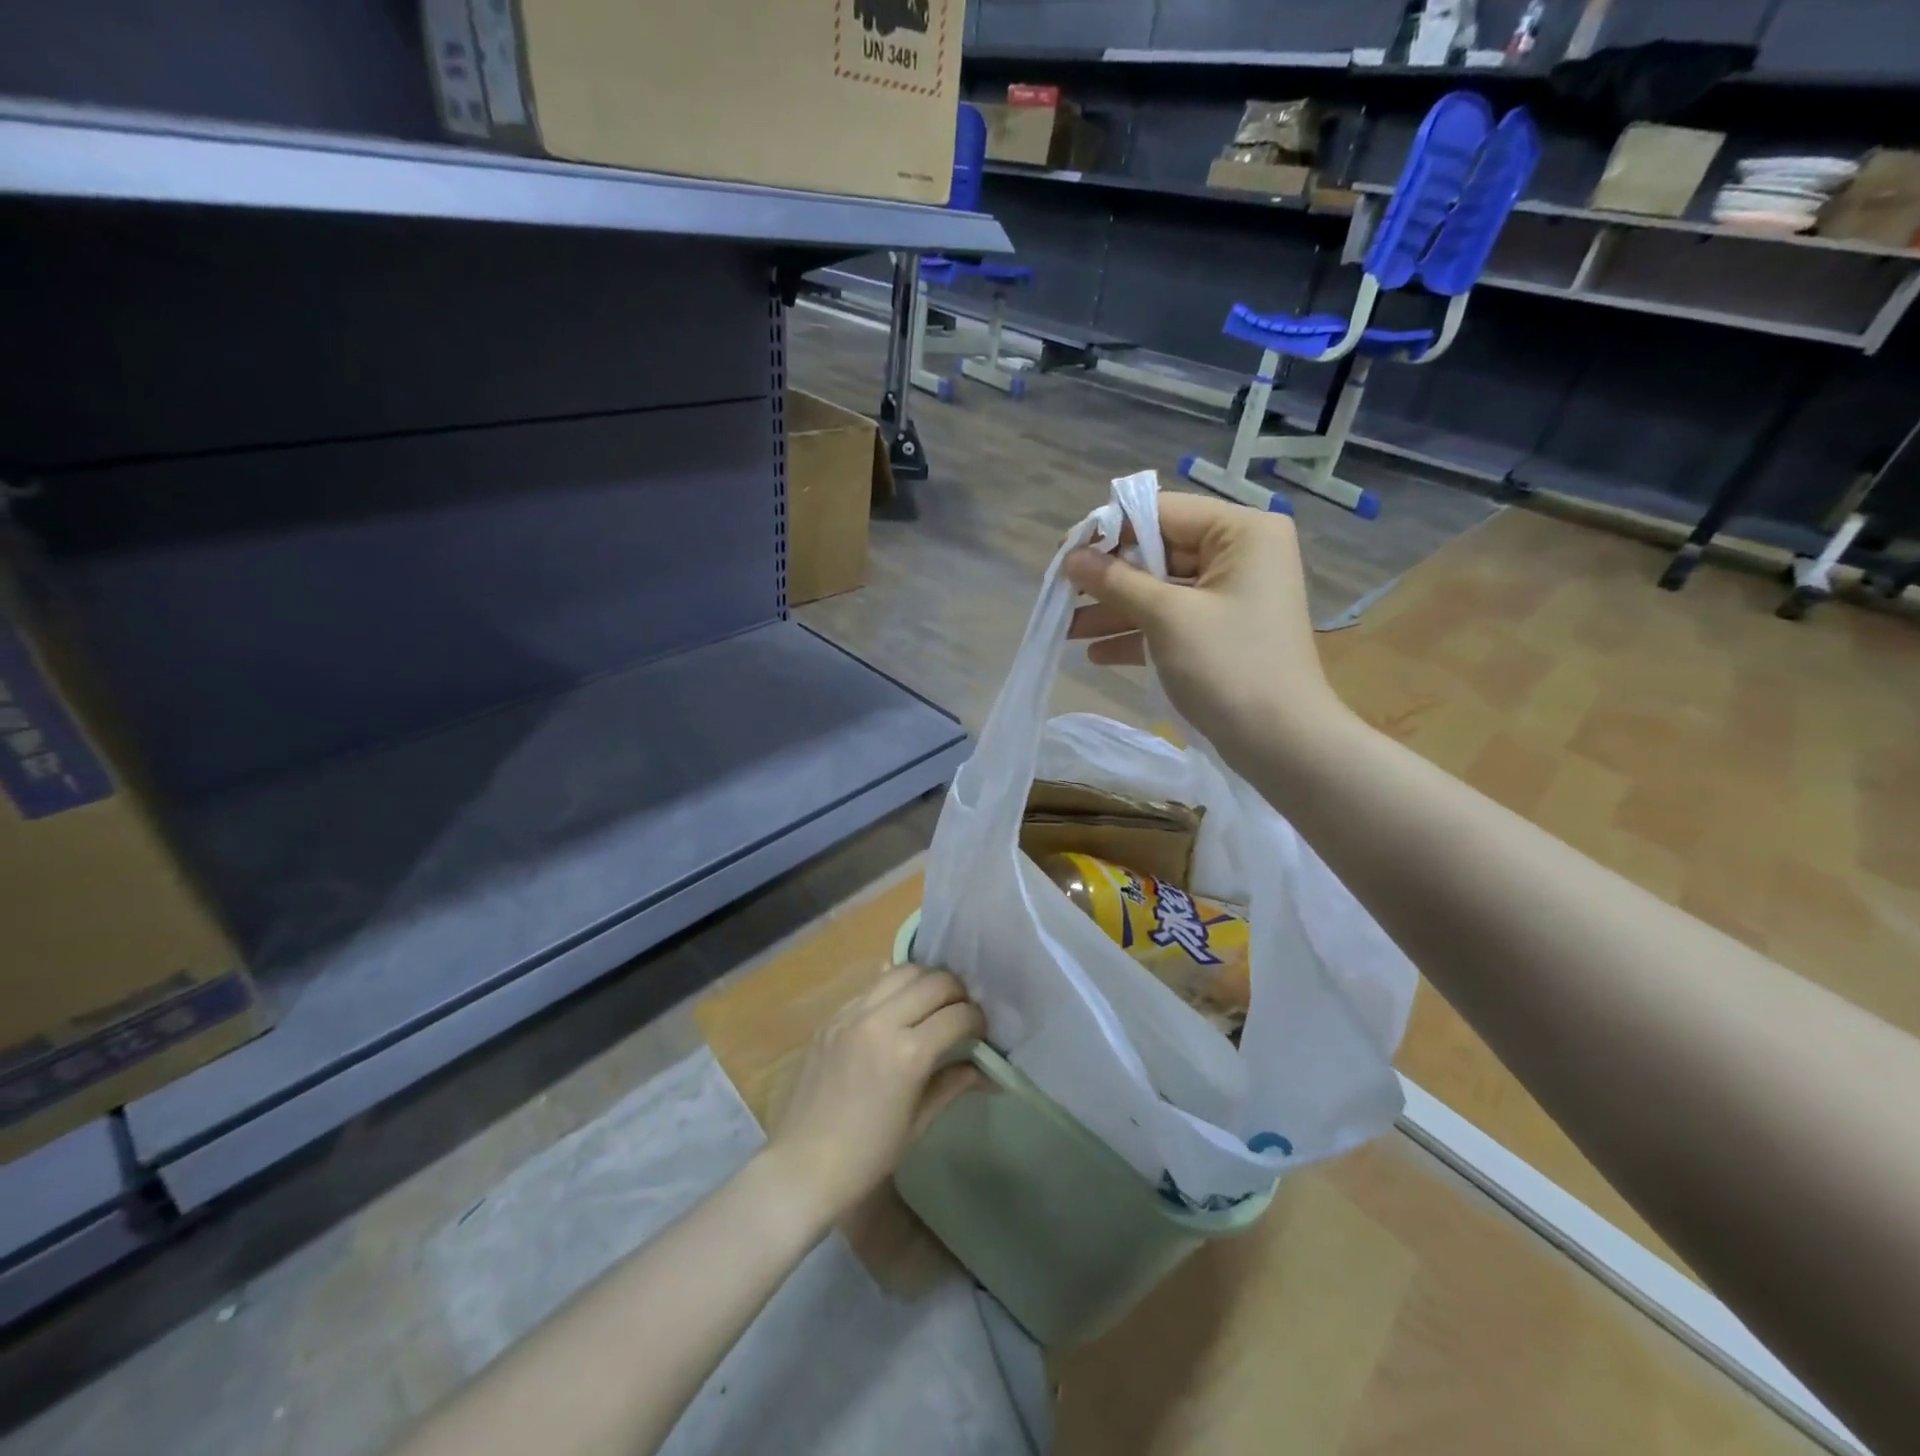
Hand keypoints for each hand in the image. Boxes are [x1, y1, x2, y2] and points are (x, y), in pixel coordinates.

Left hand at [762, 965, 985, 1229]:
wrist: (801, 1166)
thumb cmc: (866, 1157)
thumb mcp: (918, 1124)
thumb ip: (953, 1084)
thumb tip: (988, 1072)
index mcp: (908, 1054)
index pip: (959, 1015)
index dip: (978, 1020)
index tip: (982, 1032)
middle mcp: (882, 1021)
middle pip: (934, 981)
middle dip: (958, 992)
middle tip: (961, 1013)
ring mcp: (853, 1014)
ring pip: (902, 971)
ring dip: (926, 981)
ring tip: (932, 1002)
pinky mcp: (833, 1015)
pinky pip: (872, 985)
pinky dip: (894, 988)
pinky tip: (898, 1007)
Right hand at [1065, 491, 1345, 756]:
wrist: (1282, 744)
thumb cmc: (1228, 667)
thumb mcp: (1166, 617)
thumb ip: (1116, 581)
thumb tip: (1071, 557)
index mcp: (1242, 532)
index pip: (1163, 512)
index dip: (1109, 529)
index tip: (1064, 554)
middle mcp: (1241, 555)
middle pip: (1159, 551)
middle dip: (1109, 577)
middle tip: (1061, 593)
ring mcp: (1232, 597)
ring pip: (1161, 590)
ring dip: (1115, 609)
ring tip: (1066, 628)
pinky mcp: (1222, 633)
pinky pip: (1172, 621)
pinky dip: (1137, 634)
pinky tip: (1095, 653)